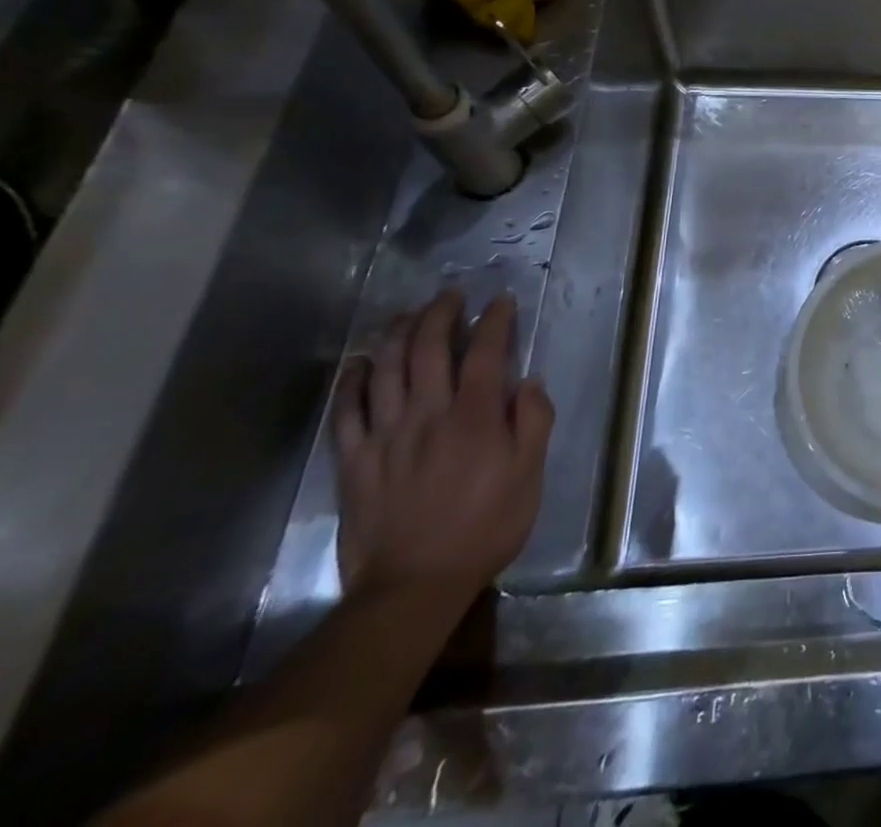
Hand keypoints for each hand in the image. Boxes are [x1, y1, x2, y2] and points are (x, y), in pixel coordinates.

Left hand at [332, 289, 553, 604]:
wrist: (412, 587)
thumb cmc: (485, 528)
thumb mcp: (529, 476)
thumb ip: (533, 422)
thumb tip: (529, 381)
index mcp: (475, 417)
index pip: (486, 352)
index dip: (495, 320)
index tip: (502, 300)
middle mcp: (428, 414)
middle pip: (429, 349)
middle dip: (441, 313)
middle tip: (452, 294)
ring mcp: (386, 436)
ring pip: (387, 369)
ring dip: (398, 334)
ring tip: (409, 313)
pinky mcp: (355, 461)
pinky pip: (347, 411)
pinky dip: (353, 381)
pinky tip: (361, 363)